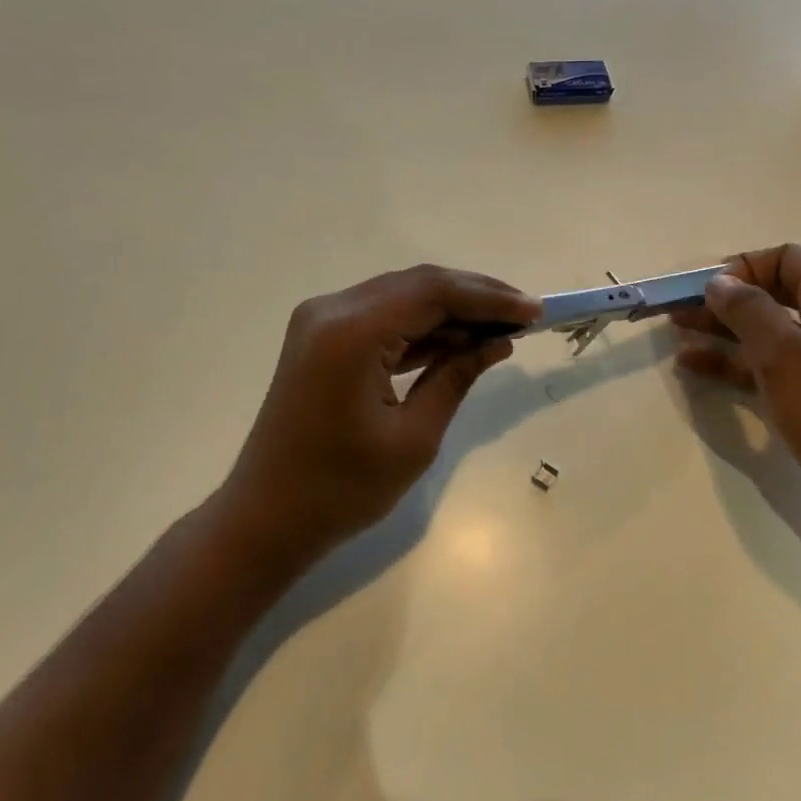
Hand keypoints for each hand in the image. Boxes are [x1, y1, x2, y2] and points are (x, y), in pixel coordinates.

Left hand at [223, 265, 539, 564]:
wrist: (265, 517)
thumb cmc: (341, 489)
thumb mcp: (414, 437)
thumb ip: (457, 377)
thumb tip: (498, 342)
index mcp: (352, 333)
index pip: (434, 292)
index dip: (490, 298)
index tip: (535, 311)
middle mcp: (332, 310)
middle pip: (418, 283)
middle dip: (475, 297)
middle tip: (524, 316)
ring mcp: (321, 321)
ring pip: (401, 295)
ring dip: (451, 309)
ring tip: (501, 328)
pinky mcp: (321, 337)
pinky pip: (382, 316)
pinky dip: (421, 325)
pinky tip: (458, 341)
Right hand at [672, 245, 800, 497]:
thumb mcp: (783, 351)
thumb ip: (747, 309)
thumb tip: (720, 282)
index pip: (786, 259)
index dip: (744, 266)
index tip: (707, 289)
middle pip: (771, 295)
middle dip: (724, 300)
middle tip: (678, 311)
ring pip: (765, 334)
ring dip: (722, 332)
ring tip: (677, 337)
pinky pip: (766, 369)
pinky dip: (733, 364)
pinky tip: (694, 368)